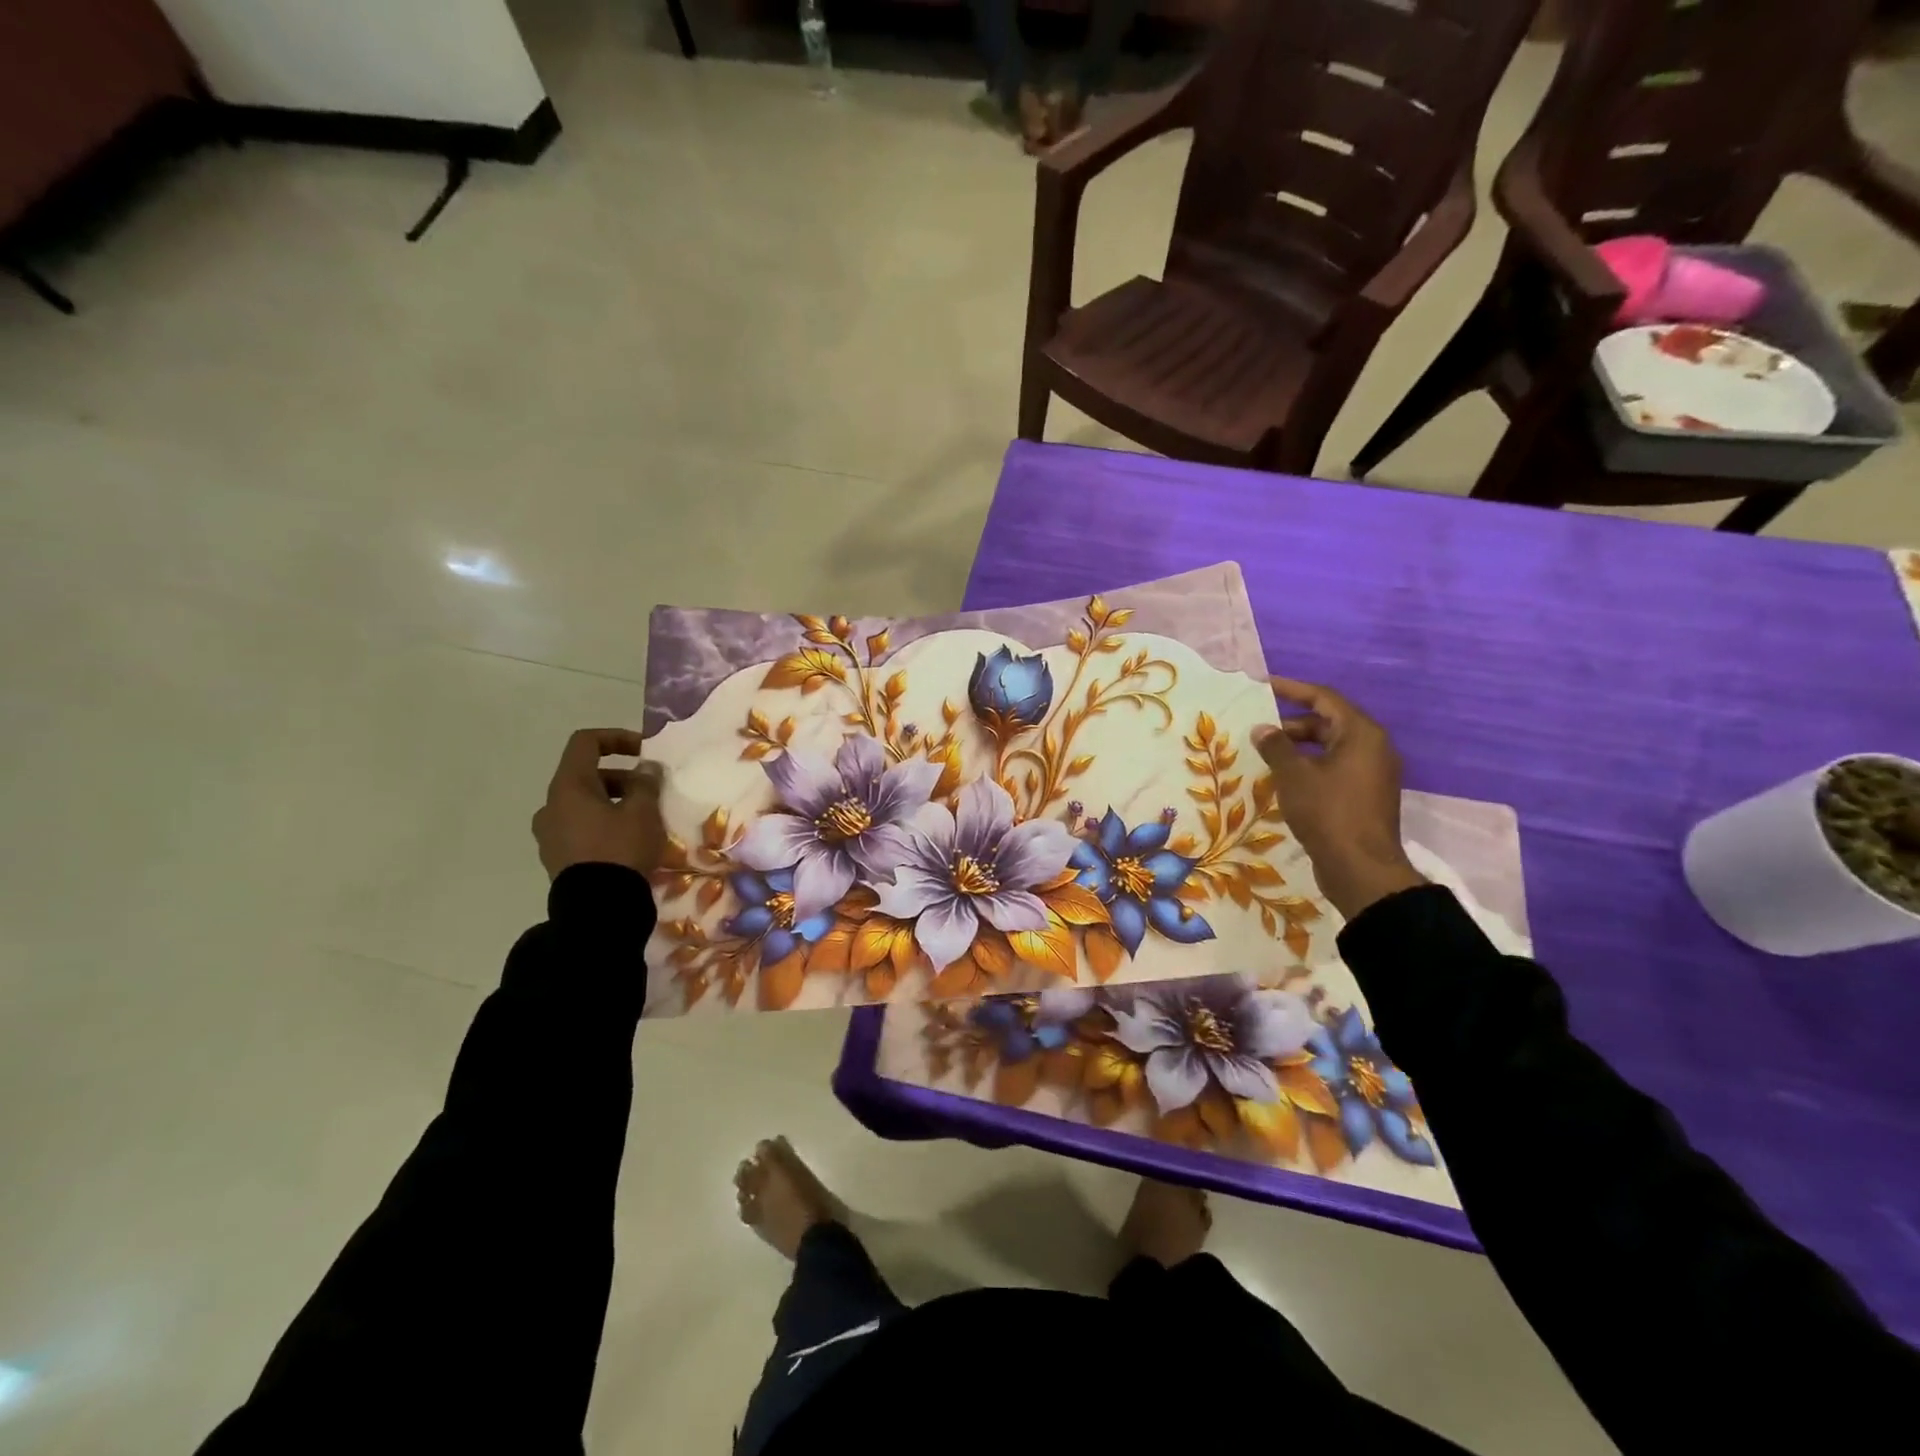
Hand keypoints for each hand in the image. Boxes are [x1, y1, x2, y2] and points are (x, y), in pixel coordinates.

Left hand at [531, 729, 667, 879]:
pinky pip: (581, 829)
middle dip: (622, 778)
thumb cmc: (620, 849)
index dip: (616, 738)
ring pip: (583, 805)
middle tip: (651, 792)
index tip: (644, 752)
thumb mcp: (643, 812)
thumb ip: (646, 783)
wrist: (598, 909)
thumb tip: (646, 768)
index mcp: (568, 787)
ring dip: (613, 803)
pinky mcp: (556, 859)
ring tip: (644, 820)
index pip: (585, 743)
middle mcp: (550, 806)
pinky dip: (603, 825)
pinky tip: (628, 842)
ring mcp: (549, 834)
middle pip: (586, 776)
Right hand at [1251, 677, 1424, 919]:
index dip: (1292, 689)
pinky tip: (1285, 779)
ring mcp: (1372, 773)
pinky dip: (1310, 766)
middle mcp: (1373, 747)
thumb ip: (1276, 747)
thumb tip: (1262, 729)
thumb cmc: (1328, 813)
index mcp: (1361, 734)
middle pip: (1328, 722)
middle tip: (1259, 731)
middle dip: (1292, 724)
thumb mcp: (1294, 776)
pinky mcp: (1366, 795)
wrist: (1361, 869)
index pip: (1324, 698)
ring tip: (1267, 756)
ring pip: (1331, 747)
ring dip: (1299, 748)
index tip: (1263, 685)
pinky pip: (1335, 768)